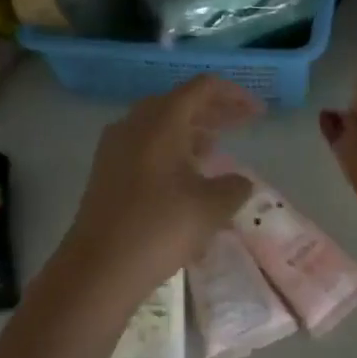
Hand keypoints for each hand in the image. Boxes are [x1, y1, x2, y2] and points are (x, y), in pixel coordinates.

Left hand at [55, 76, 260, 311]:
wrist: (98, 268)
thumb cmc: (160, 228)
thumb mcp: (211, 207)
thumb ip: (234, 187)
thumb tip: (239, 182)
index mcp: (162, 120)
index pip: (203, 88)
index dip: (234, 95)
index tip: (258, 112)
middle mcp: (135, 123)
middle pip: (181, 102)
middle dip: (214, 111)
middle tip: (243, 123)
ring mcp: (116, 146)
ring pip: (161, 125)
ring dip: (192, 131)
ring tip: (218, 148)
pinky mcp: (107, 171)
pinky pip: (145, 145)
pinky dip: (171, 149)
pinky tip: (187, 175)